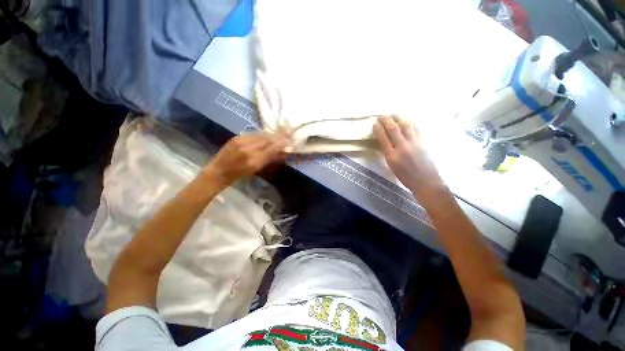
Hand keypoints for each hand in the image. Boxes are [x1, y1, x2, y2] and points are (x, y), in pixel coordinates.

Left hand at [202, 133, 287, 187]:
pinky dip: (262, 134)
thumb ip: (269, 160)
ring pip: (261, 135)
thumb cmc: (239, 175)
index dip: (281, 144)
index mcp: (253, 161)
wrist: (218, 171)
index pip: (271, 149)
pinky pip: (253, 134)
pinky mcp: (237, 137)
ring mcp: (241, 141)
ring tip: (279, 133)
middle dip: (278, 137)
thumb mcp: (256, 169)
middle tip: (287, 134)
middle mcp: (248, 149)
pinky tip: (266, 135)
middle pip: (267, 140)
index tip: (289, 141)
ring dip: (271, 134)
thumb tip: (282, 152)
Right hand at [373, 115, 445, 195]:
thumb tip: (384, 141)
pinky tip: (407, 120)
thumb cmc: (405, 177)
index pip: (383, 138)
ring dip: (399, 117)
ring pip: (406, 125)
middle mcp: (403, 147)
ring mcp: (415, 143)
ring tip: (394, 114)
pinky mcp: (424, 141)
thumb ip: (387, 152)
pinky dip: (410, 122)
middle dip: (386, 120)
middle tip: (382, 115)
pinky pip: (416, 128)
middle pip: (394, 129)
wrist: (426, 181)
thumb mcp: (391, 166)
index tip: (375, 123)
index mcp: (392, 156)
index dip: (378, 129)